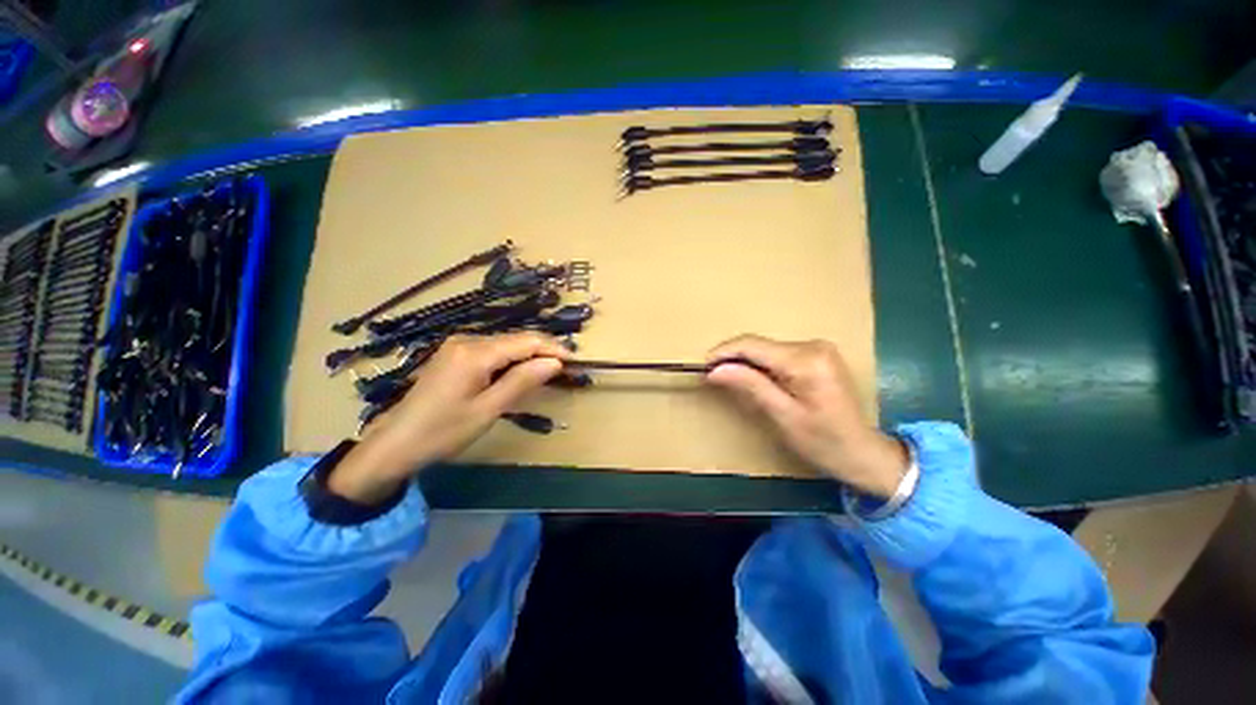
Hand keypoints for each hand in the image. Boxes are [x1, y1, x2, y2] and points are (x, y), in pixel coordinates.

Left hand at [328, 332, 569, 503]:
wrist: (395, 443)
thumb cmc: (444, 431)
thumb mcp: (488, 409)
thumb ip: (522, 381)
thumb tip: (555, 362)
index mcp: (475, 353)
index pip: (526, 341)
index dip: (553, 348)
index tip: (575, 360)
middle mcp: (467, 340)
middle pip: (516, 339)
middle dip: (542, 351)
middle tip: (565, 369)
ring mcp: (458, 345)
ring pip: (505, 344)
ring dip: (528, 356)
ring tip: (548, 373)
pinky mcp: (455, 354)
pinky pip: (492, 351)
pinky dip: (511, 361)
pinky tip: (520, 374)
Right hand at [706, 335, 907, 498]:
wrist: (865, 453)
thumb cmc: (824, 442)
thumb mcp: (783, 416)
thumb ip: (750, 386)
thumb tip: (715, 370)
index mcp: (806, 360)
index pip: (752, 345)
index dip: (723, 353)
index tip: (703, 367)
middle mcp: (813, 345)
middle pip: (759, 344)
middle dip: (732, 359)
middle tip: (712, 377)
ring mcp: (817, 348)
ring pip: (766, 348)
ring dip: (745, 362)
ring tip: (729, 381)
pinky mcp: (817, 354)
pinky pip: (777, 354)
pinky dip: (760, 365)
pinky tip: (753, 380)